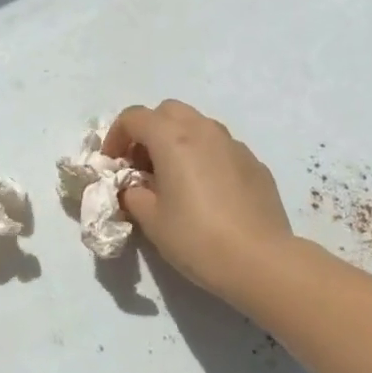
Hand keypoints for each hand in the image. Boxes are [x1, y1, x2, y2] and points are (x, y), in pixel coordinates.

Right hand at [104, 101, 295, 307]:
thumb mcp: (152, 220)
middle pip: (168, 112)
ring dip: (178, 141)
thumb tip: (133, 187)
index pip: (134, 117)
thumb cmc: (196, 238)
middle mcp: (205, 131)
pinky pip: (221, 148)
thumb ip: (133, 194)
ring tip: (173, 178)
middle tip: (141, 166)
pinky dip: (204, 157)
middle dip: (148, 131)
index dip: (116, 136)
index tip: (112, 164)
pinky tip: (205, 192)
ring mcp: (234, 145)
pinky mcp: (254, 163)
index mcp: (173, 139)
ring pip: (198, 126)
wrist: (259, 260)